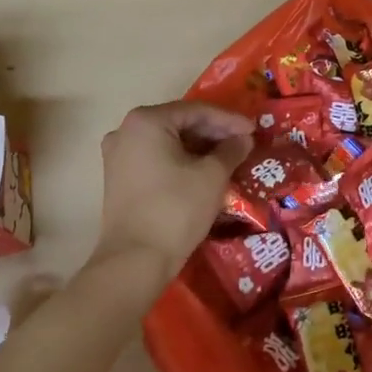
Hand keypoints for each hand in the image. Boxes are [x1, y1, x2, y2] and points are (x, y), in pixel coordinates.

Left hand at [91, 102, 255, 279]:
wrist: (135, 260)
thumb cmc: (176, 209)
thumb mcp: (212, 176)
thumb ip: (231, 150)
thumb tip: (243, 139)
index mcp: (146, 121)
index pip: (196, 111)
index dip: (229, 120)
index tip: (253, 129)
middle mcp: (126, 131)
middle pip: (180, 123)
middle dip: (214, 132)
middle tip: (244, 141)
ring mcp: (118, 155)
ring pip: (168, 142)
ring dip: (199, 147)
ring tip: (229, 155)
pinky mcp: (119, 178)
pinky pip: (156, 158)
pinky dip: (181, 160)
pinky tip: (204, 169)